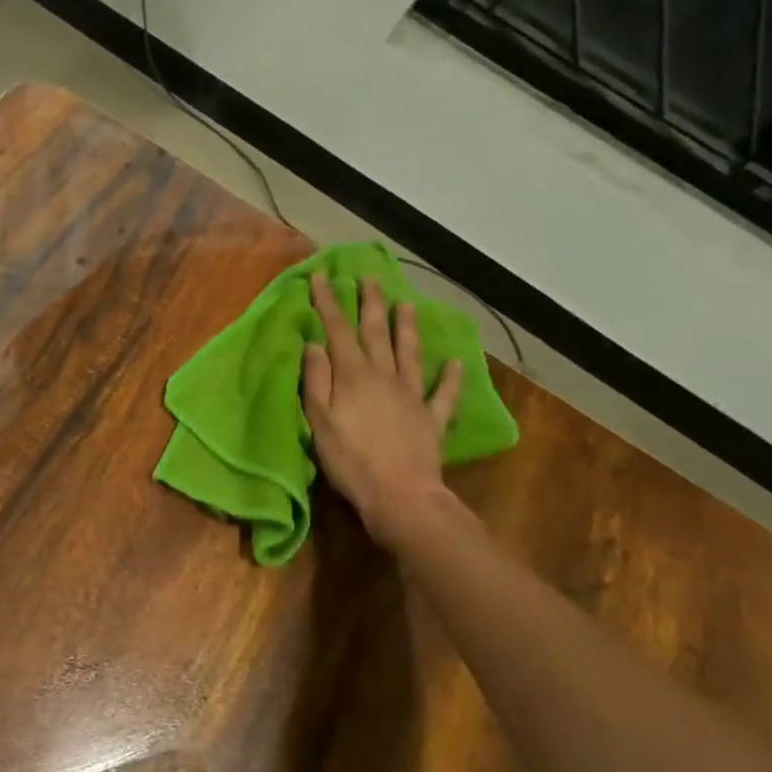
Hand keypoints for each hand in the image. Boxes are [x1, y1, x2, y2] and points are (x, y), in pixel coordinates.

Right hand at [302, 273, 464, 550]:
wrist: (400, 495)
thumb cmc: (350, 459)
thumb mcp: (319, 420)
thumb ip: (316, 380)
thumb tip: (315, 345)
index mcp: (354, 376)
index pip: (338, 331)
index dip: (329, 303)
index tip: (323, 276)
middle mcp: (385, 377)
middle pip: (377, 334)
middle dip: (371, 304)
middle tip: (370, 278)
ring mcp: (412, 397)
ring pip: (410, 354)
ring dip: (407, 328)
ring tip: (407, 304)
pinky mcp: (431, 420)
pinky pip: (444, 394)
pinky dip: (451, 378)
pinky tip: (457, 363)